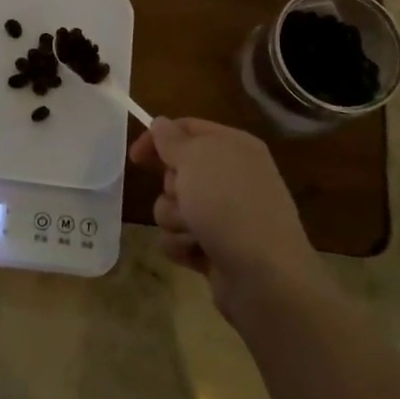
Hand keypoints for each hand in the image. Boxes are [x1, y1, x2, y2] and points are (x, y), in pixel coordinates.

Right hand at [129, 116, 328, 317]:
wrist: (265, 275)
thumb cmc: (228, 204)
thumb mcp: (195, 159)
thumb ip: (172, 139)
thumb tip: (161, 123)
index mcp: (234, 147)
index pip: (187, 128)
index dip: (158, 138)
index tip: (135, 157)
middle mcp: (233, 177)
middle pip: (178, 170)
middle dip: (170, 186)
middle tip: (183, 195)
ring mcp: (226, 215)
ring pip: (174, 207)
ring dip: (174, 219)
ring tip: (192, 230)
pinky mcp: (217, 247)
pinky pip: (180, 238)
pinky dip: (182, 245)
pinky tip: (196, 253)